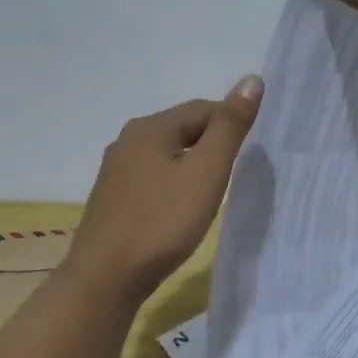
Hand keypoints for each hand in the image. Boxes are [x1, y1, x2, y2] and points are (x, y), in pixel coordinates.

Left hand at [62, 78, 263, 305]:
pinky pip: (153, 178)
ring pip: (167, 155)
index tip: (250, 155)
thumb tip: (251, 79)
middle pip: (183, 129)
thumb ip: (230, 127)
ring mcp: (116, 171)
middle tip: (235, 175)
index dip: (232, 125)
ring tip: (213, 193)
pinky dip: (174, 185)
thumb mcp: (206, 172)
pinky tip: (181, 209)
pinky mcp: (113, 198)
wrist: (106, 278)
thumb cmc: (162, 222)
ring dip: (193, 166)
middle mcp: (128, 141)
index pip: (203, 109)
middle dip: (213, 145)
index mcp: (150, 127)